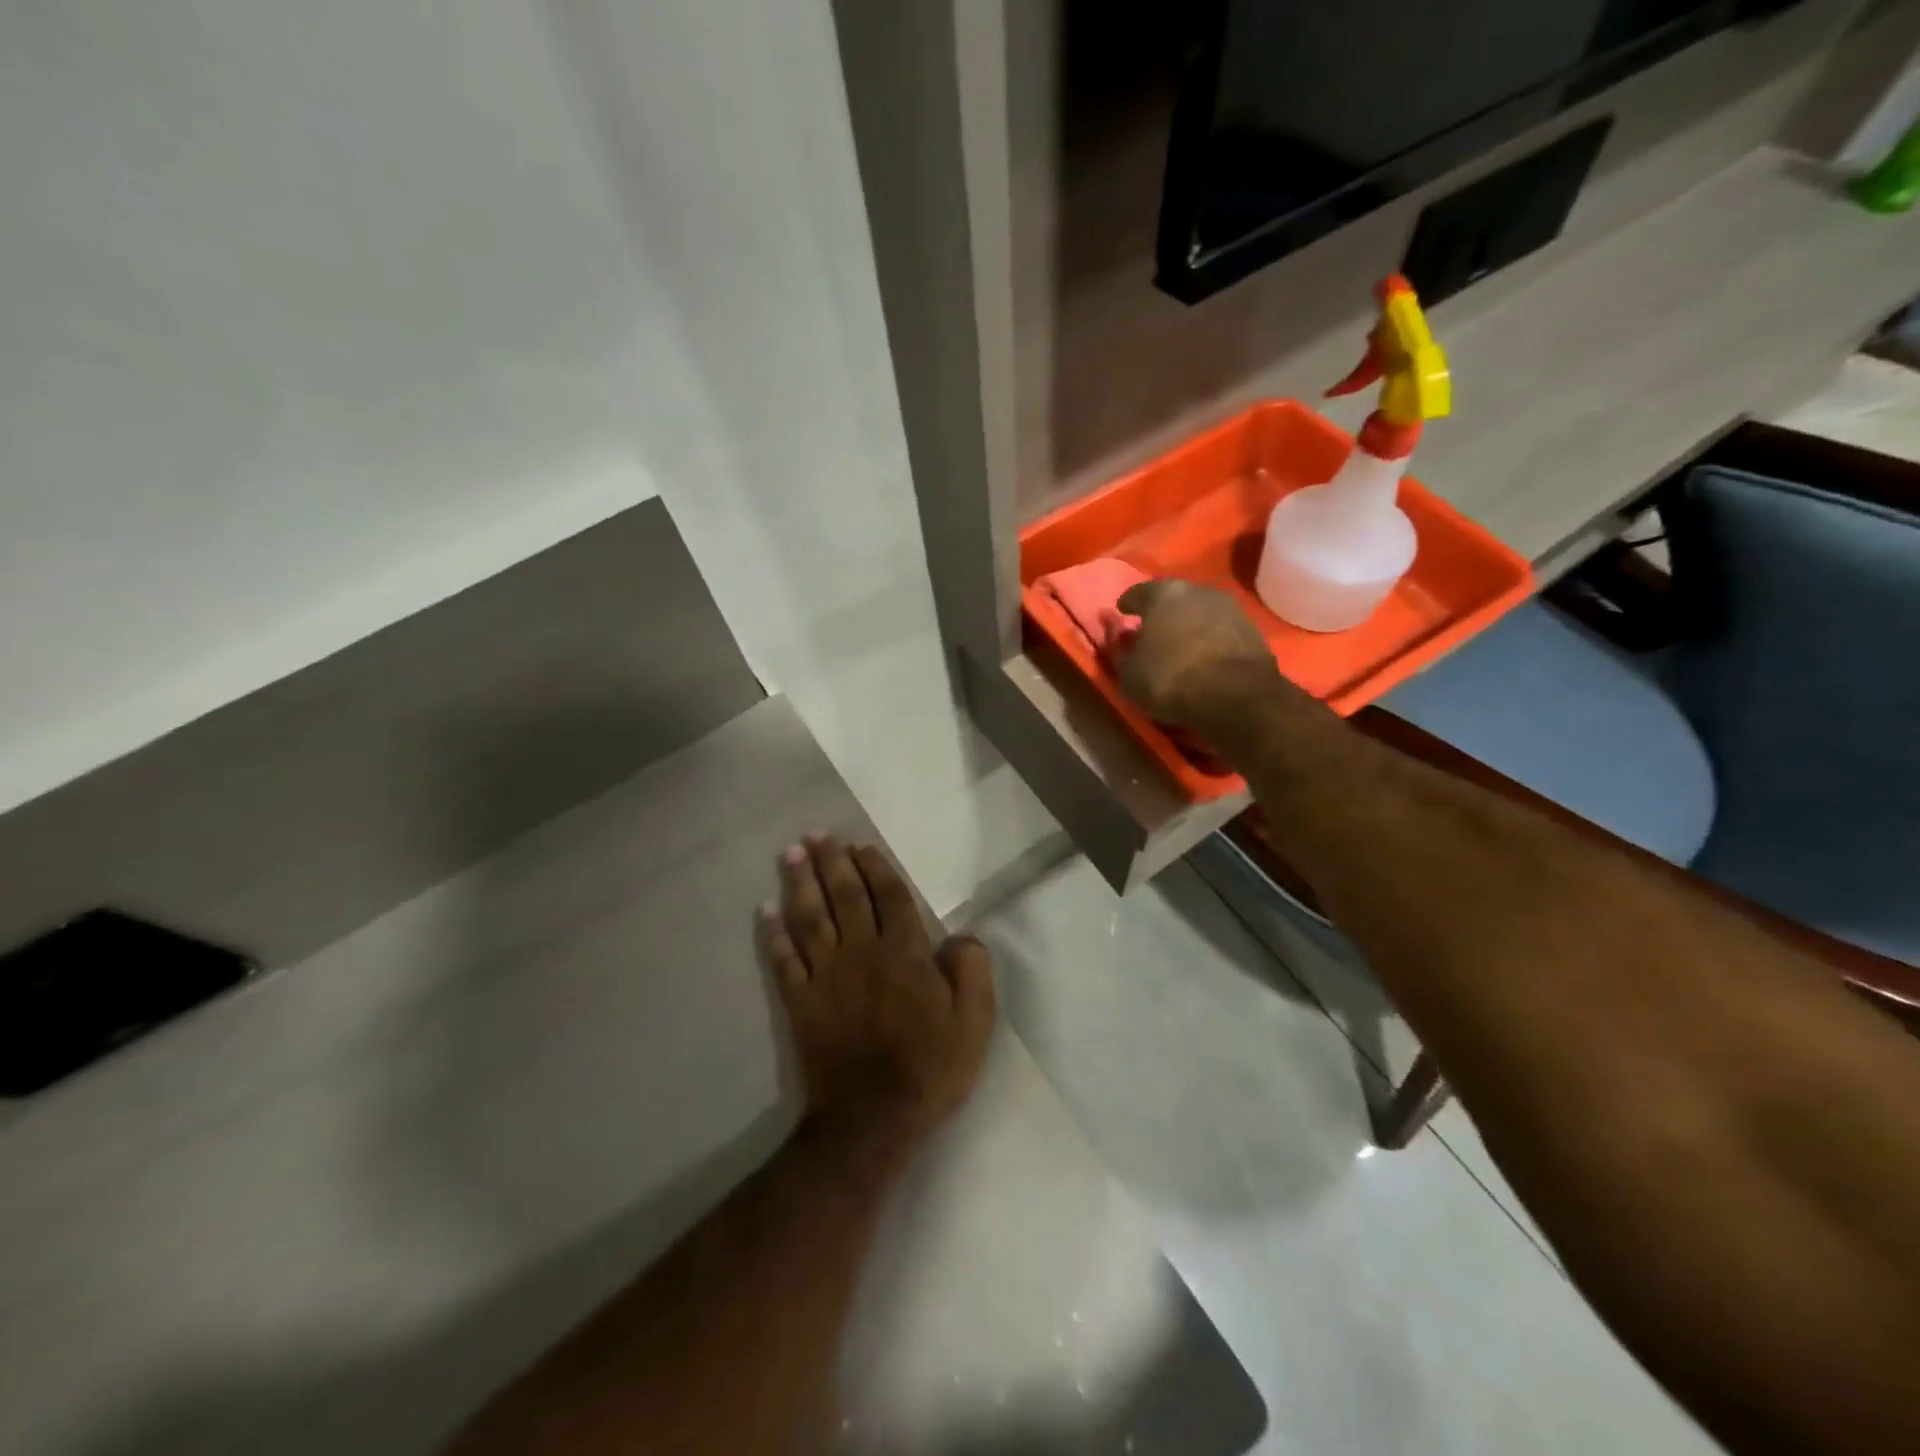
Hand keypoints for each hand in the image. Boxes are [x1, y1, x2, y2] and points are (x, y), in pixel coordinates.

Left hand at [759, 837, 994, 1157]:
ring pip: (811, 918)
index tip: (860, 846)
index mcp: (904, 953)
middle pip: (846, 897)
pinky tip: (765, 911)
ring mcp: (826, 976)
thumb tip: (962, 936)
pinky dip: (773, 935)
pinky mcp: (800, 1002)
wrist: (872, 1119)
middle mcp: (862, 953)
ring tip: (791, 854)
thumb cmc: (929, 1068)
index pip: (890, 898)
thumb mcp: (974, 1023)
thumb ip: (972, 971)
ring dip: (800, 884)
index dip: (875, 868)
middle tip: (817, 835)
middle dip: (832, 863)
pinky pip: (783, 961)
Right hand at [1114, 579, 1291, 733]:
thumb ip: (1119, 650)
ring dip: (1187, 624)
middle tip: (1151, 631)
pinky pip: (1219, 629)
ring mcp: (1229, 607)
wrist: (1237, 697)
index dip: (1127, 606)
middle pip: (1171, 598)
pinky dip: (1208, 638)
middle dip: (1160, 613)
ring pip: (1198, 611)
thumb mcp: (1129, 674)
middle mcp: (1197, 590)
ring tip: (1179, 645)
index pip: (1136, 593)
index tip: (1122, 615)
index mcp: (1162, 593)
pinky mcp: (1252, 628)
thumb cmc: (1171, 680)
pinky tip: (1203, 656)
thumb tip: (1116, 634)